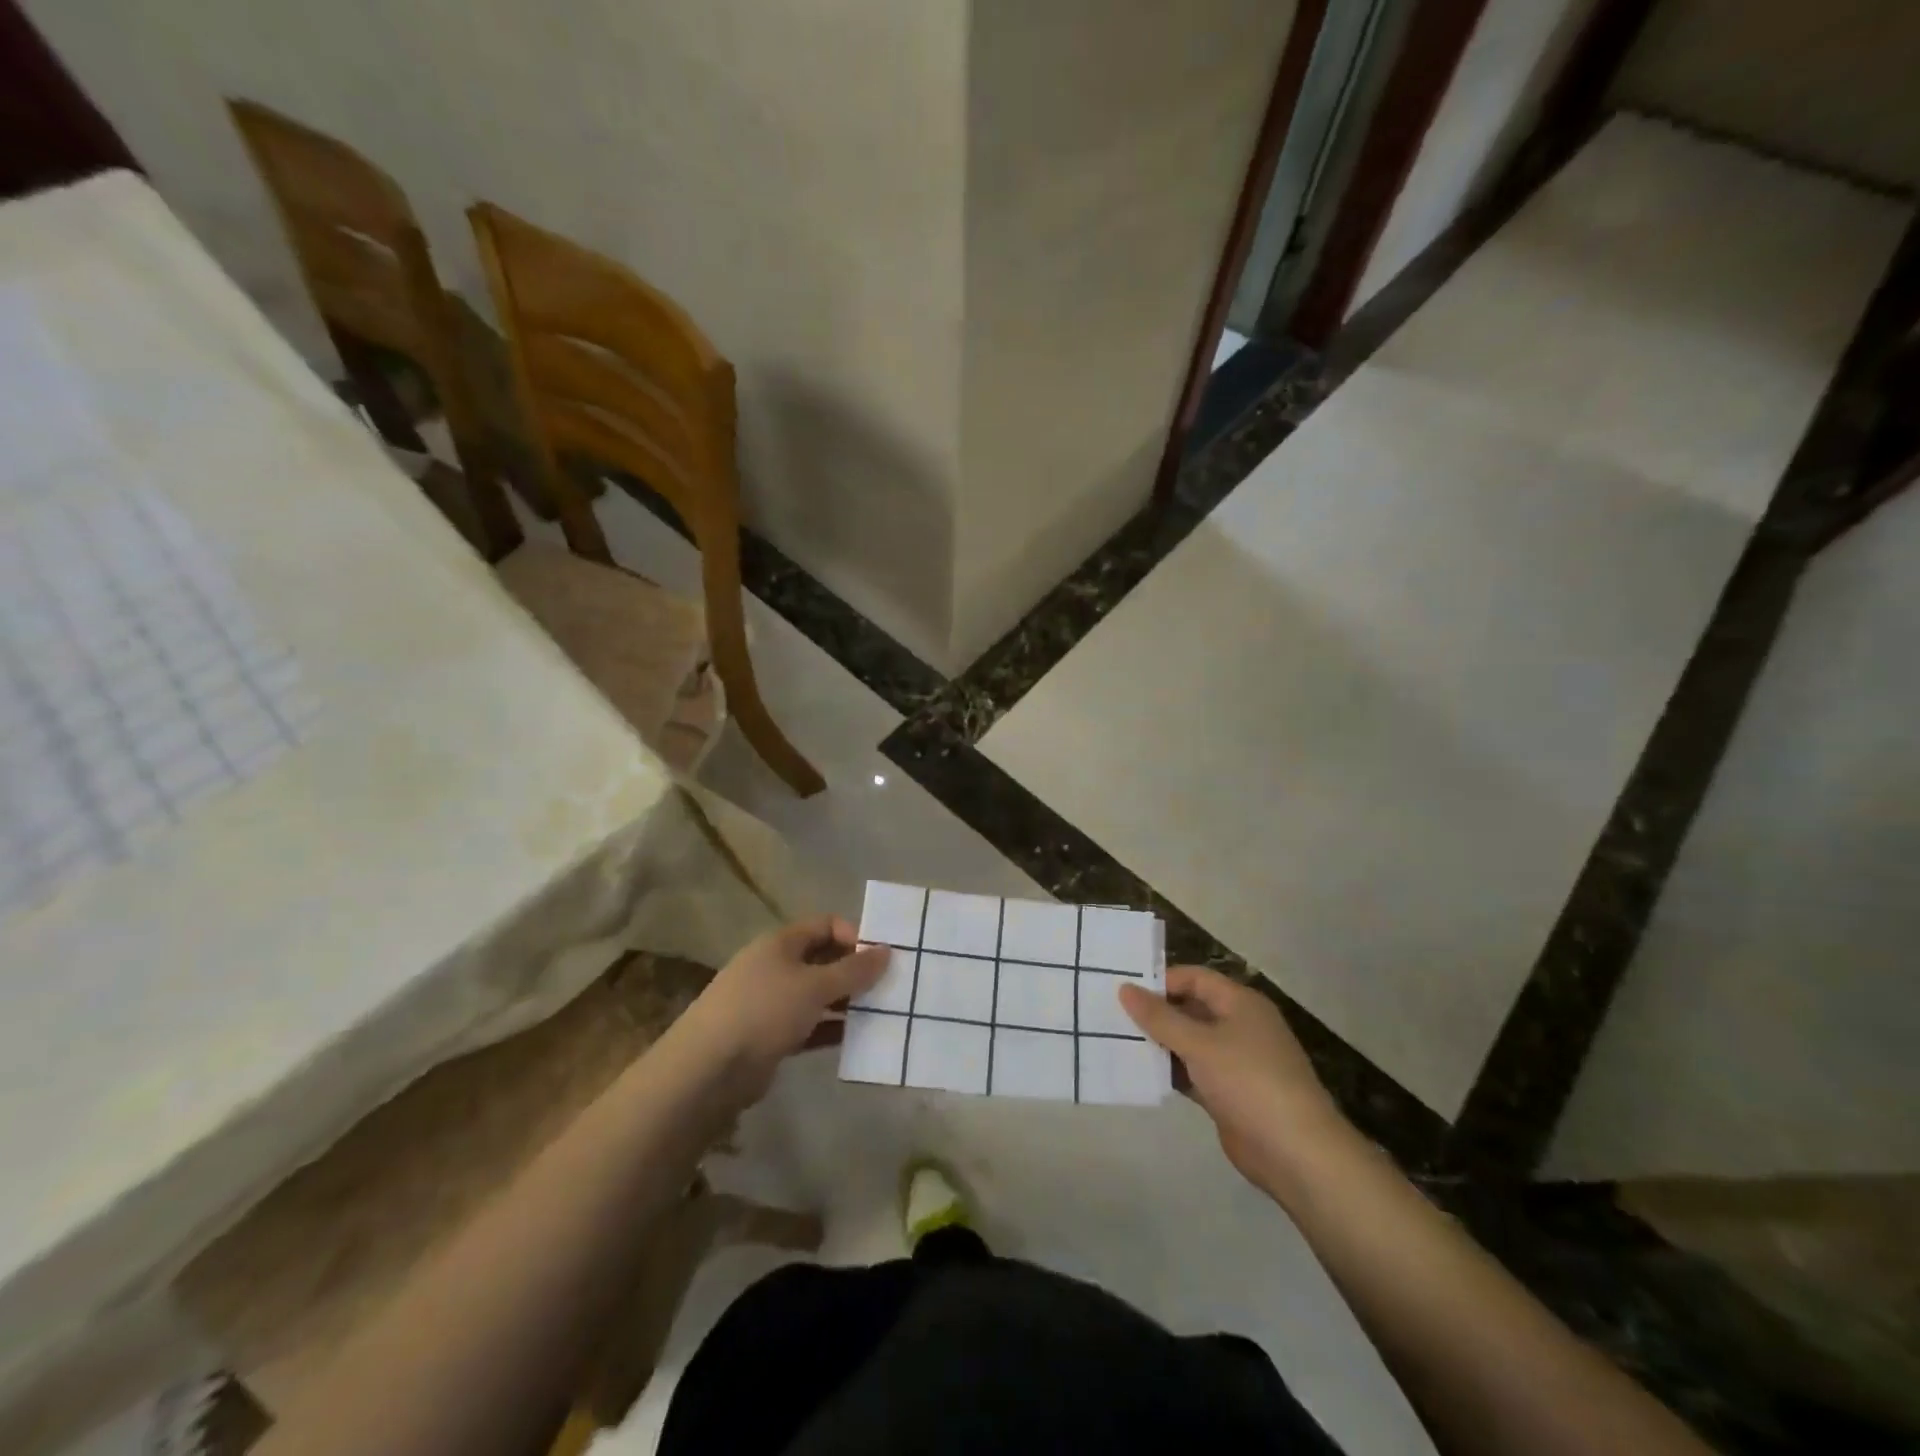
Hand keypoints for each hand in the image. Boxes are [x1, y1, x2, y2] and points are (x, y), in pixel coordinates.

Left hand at [675, 916, 887, 1101]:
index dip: (855, 935)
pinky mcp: (770, 1037)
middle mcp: (775, 967)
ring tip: (881, 1014)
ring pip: (818, 995)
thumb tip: (886, 951)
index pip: (826, 925)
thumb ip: (854, 970)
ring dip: (847, 1003)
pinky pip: (810, 1026)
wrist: (707, 1070)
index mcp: (781, 943)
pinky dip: (831, 1030)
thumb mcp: (815, 986)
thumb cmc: (764, 1011)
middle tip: (889, 987)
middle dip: (855, 972)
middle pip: (823, 960)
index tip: (881, 957)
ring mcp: (771, 1003)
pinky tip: (858, 1040)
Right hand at [1119, 966, 1350, 1192]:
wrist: (1296, 1152)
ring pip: (1189, 1042)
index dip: (1161, 981)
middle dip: (1156, 1013)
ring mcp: (1235, 1061)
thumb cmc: (1249, 1081)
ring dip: (1160, 1043)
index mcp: (1240, 1003)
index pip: (1195, 978)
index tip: (1124, 991)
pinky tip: (1140, 1073)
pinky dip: (1171, 1071)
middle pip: (1191, 1008)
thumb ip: (1160, 1017)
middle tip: (1112, 1015)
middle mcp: (1239, 1026)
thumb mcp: (1200, 1044)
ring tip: (1117, 1041)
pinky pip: (1193, 1072)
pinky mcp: (1228, 1093)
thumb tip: (1125, 988)